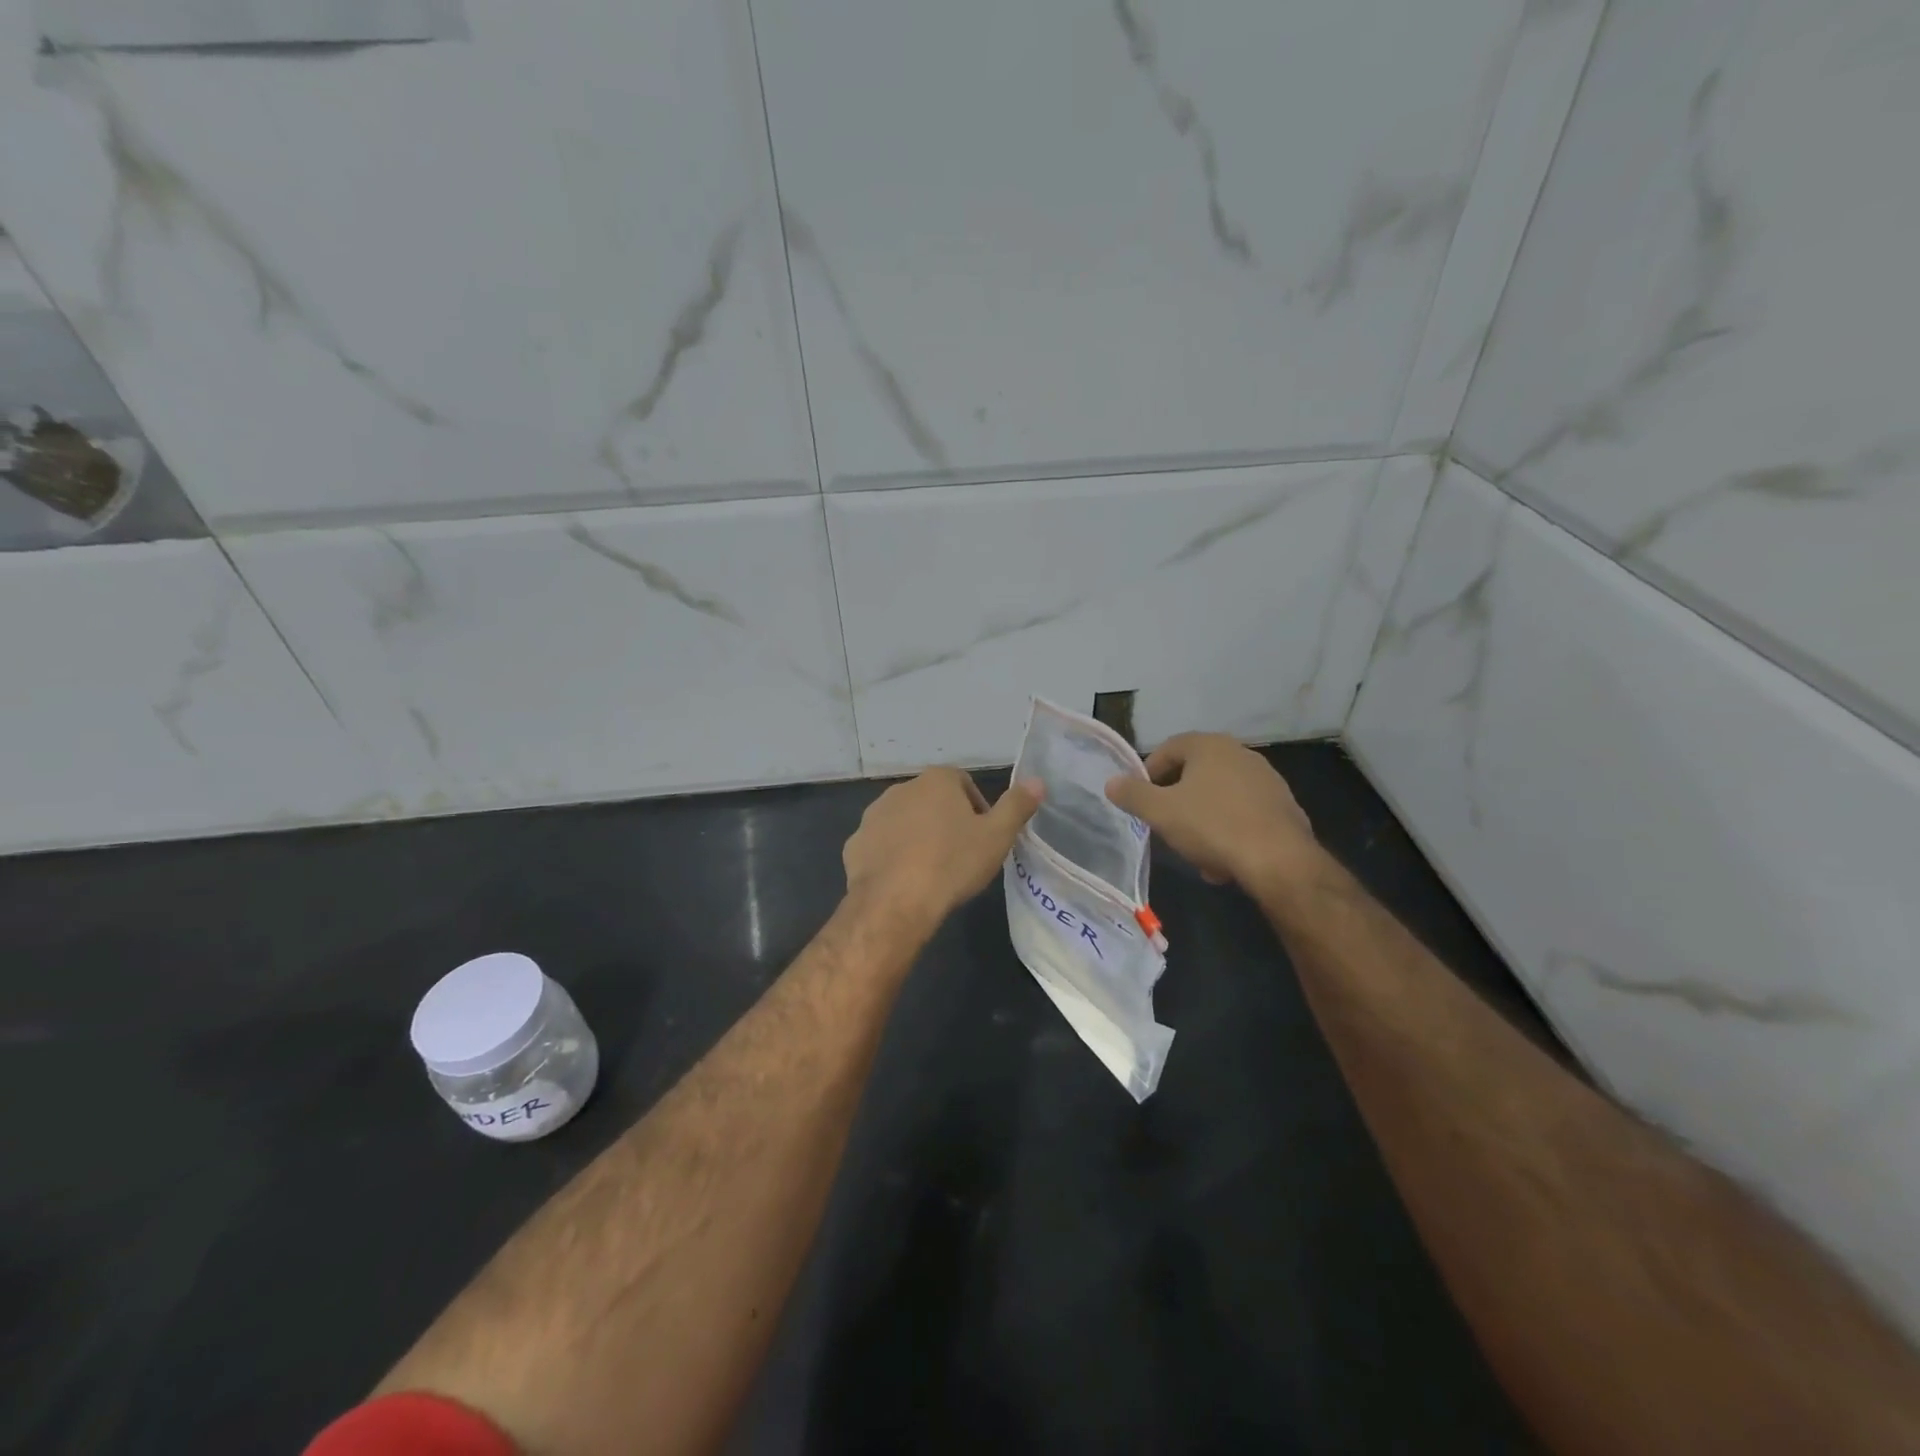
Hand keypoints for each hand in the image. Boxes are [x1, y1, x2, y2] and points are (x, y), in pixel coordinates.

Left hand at [843, 768, 1042, 929]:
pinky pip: (881, 844)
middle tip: (961, 855)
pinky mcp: (855, 843)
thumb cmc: (952, 864)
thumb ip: (1017, 805)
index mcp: (937, 780)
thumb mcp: (997, 836)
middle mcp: (901, 788)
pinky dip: (893, 856)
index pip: (963, 783)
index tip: (983, 838)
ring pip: (904, 821)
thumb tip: (1037, 780)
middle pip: (932, 800)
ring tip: (932, 870)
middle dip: (946, 821)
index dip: (977, 809)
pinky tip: (905, 881)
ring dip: (918, 837)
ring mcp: (873, 815)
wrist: (894, 902)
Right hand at [1105, 733, 1317, 889]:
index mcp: (1210, 745)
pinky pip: (1244, 814)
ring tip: (1195, 850)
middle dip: (1177, 800)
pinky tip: (1224, 860)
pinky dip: (1230, 830)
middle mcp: (1241, 753)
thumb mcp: (1160, 812)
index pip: (1168, 748)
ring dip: (1203, 819)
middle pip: (1195, 773)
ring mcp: (1267, 779)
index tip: (1141, 801)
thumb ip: (1132, 794)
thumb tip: (1112, 782)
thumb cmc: (1212, 826)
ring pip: (1220, 797)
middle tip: (1165, 825)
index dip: (1148, 773)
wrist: (1279, 860)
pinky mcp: (1284, 806)